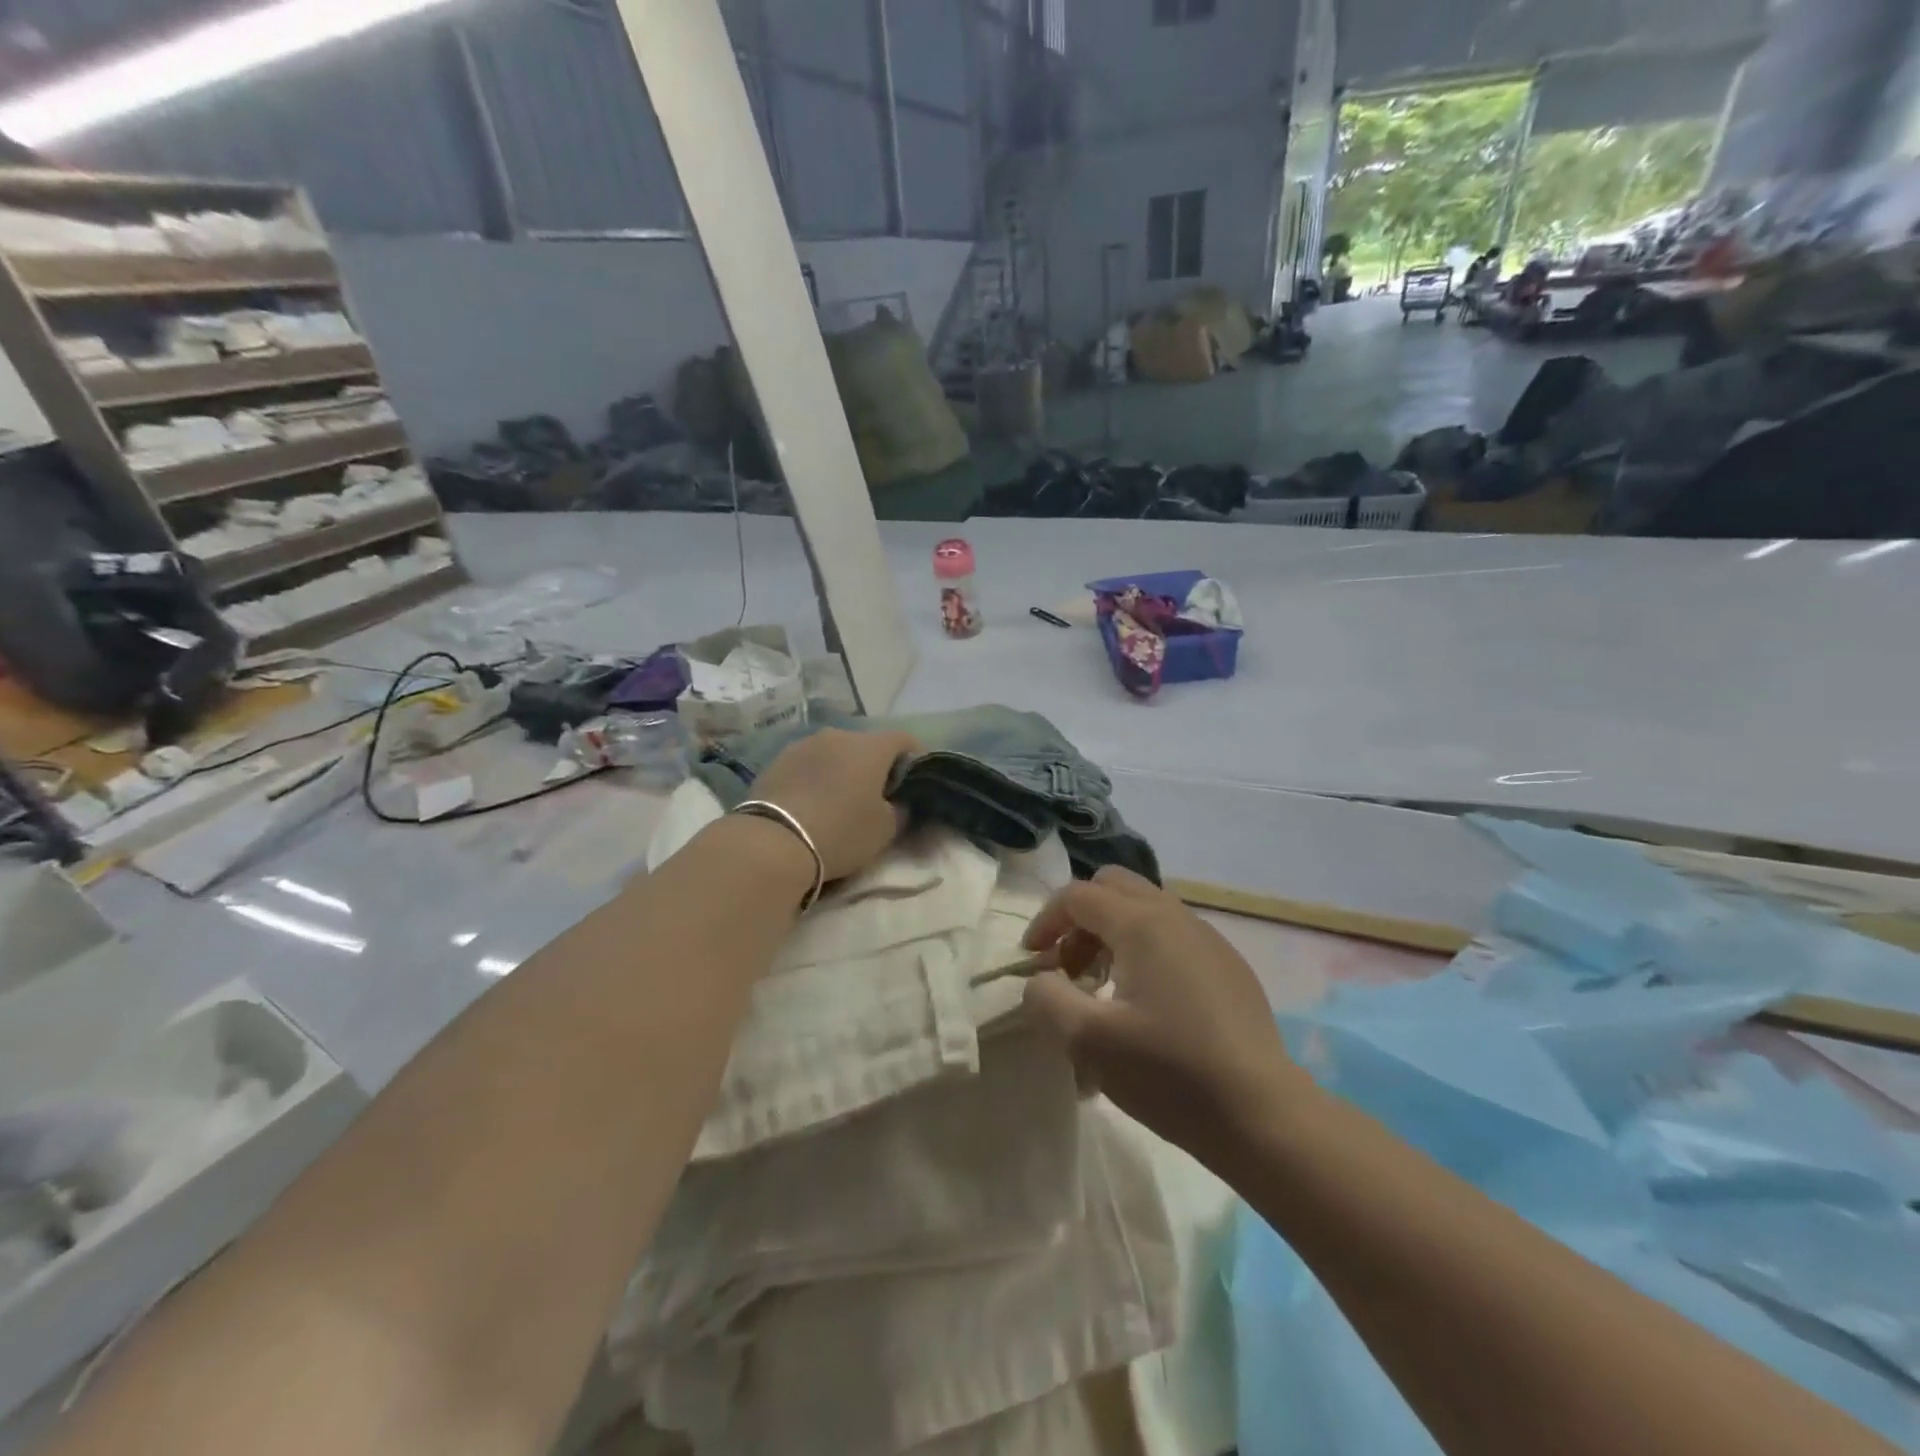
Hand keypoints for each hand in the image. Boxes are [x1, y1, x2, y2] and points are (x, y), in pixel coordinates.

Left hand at [751, 728, 919, 880]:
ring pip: (834, 752)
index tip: (917, 778)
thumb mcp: (885, 829)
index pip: (904, 740)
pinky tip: (813, 801)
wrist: (773, 841)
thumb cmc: (841, 831)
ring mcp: (804, 744)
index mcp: (871, 747)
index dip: (916, 757)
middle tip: (878, 794)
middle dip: (876, 765)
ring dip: (843, 769)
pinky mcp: (777, 760)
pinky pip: (809, 764)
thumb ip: (901, 810)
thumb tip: (900, 802)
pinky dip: (817, 777)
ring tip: (841, 798)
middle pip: (867, 745)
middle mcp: (838, 735)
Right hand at [1020, 867, 1311, 1161]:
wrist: (1262, 1115)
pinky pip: (1172, 936)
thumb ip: (1047, 999)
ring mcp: (1208, 938)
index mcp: (1141, 924)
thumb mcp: (1088, 1041)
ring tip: (1103, 989)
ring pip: (1145, 910)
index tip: (1032, 961)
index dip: (1045, 921)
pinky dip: (1143, 950)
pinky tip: (1148, 1005)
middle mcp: (1176, 916)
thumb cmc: (1170, 1073)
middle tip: (1069, 967)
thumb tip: (1042, 980)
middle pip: (1113, 887)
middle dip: (1080, 919)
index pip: (1077, 895)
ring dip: (1111, 934)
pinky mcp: (1228, 966)